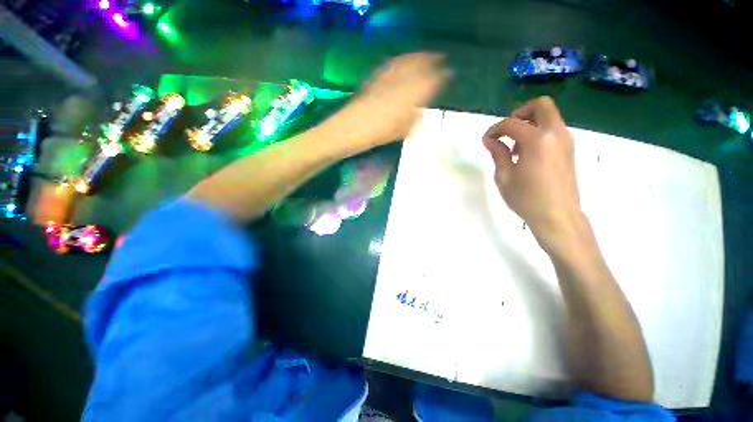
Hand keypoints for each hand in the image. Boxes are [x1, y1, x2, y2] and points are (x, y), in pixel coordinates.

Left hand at [329, 53, 449, 151]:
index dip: (442, 76)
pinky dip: (403, 60)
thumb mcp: (406, 128)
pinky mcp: (378, 74)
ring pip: (409, 60)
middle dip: (433, 60)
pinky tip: (405, 61)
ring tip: (426, 56)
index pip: (434, 79)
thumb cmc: (383, 132)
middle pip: (423, 64)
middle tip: (440, 60)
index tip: (448, 74)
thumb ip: (417, 115)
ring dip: (419, 57)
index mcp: (416, 94)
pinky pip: (395, 63)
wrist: (356, 126)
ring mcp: (391, 74)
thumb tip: (422, 106)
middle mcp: (406, 79)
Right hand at [482, 97, 584, 251]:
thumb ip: (498, 153)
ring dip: (529, 124)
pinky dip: (538, 133)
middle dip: (520, 113)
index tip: (486, 140)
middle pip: (541, 105)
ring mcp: (566, 140)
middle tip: (506, 132)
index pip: (511, 123)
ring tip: (515, 148)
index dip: (495, 129)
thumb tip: (490, 140)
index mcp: (537, 140)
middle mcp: (555, 133)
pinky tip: (527, 154)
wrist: (557, 216)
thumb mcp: (504, 176)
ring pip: (548, 117)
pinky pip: (553, 130)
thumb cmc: (526, 198)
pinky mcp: (569, 150)